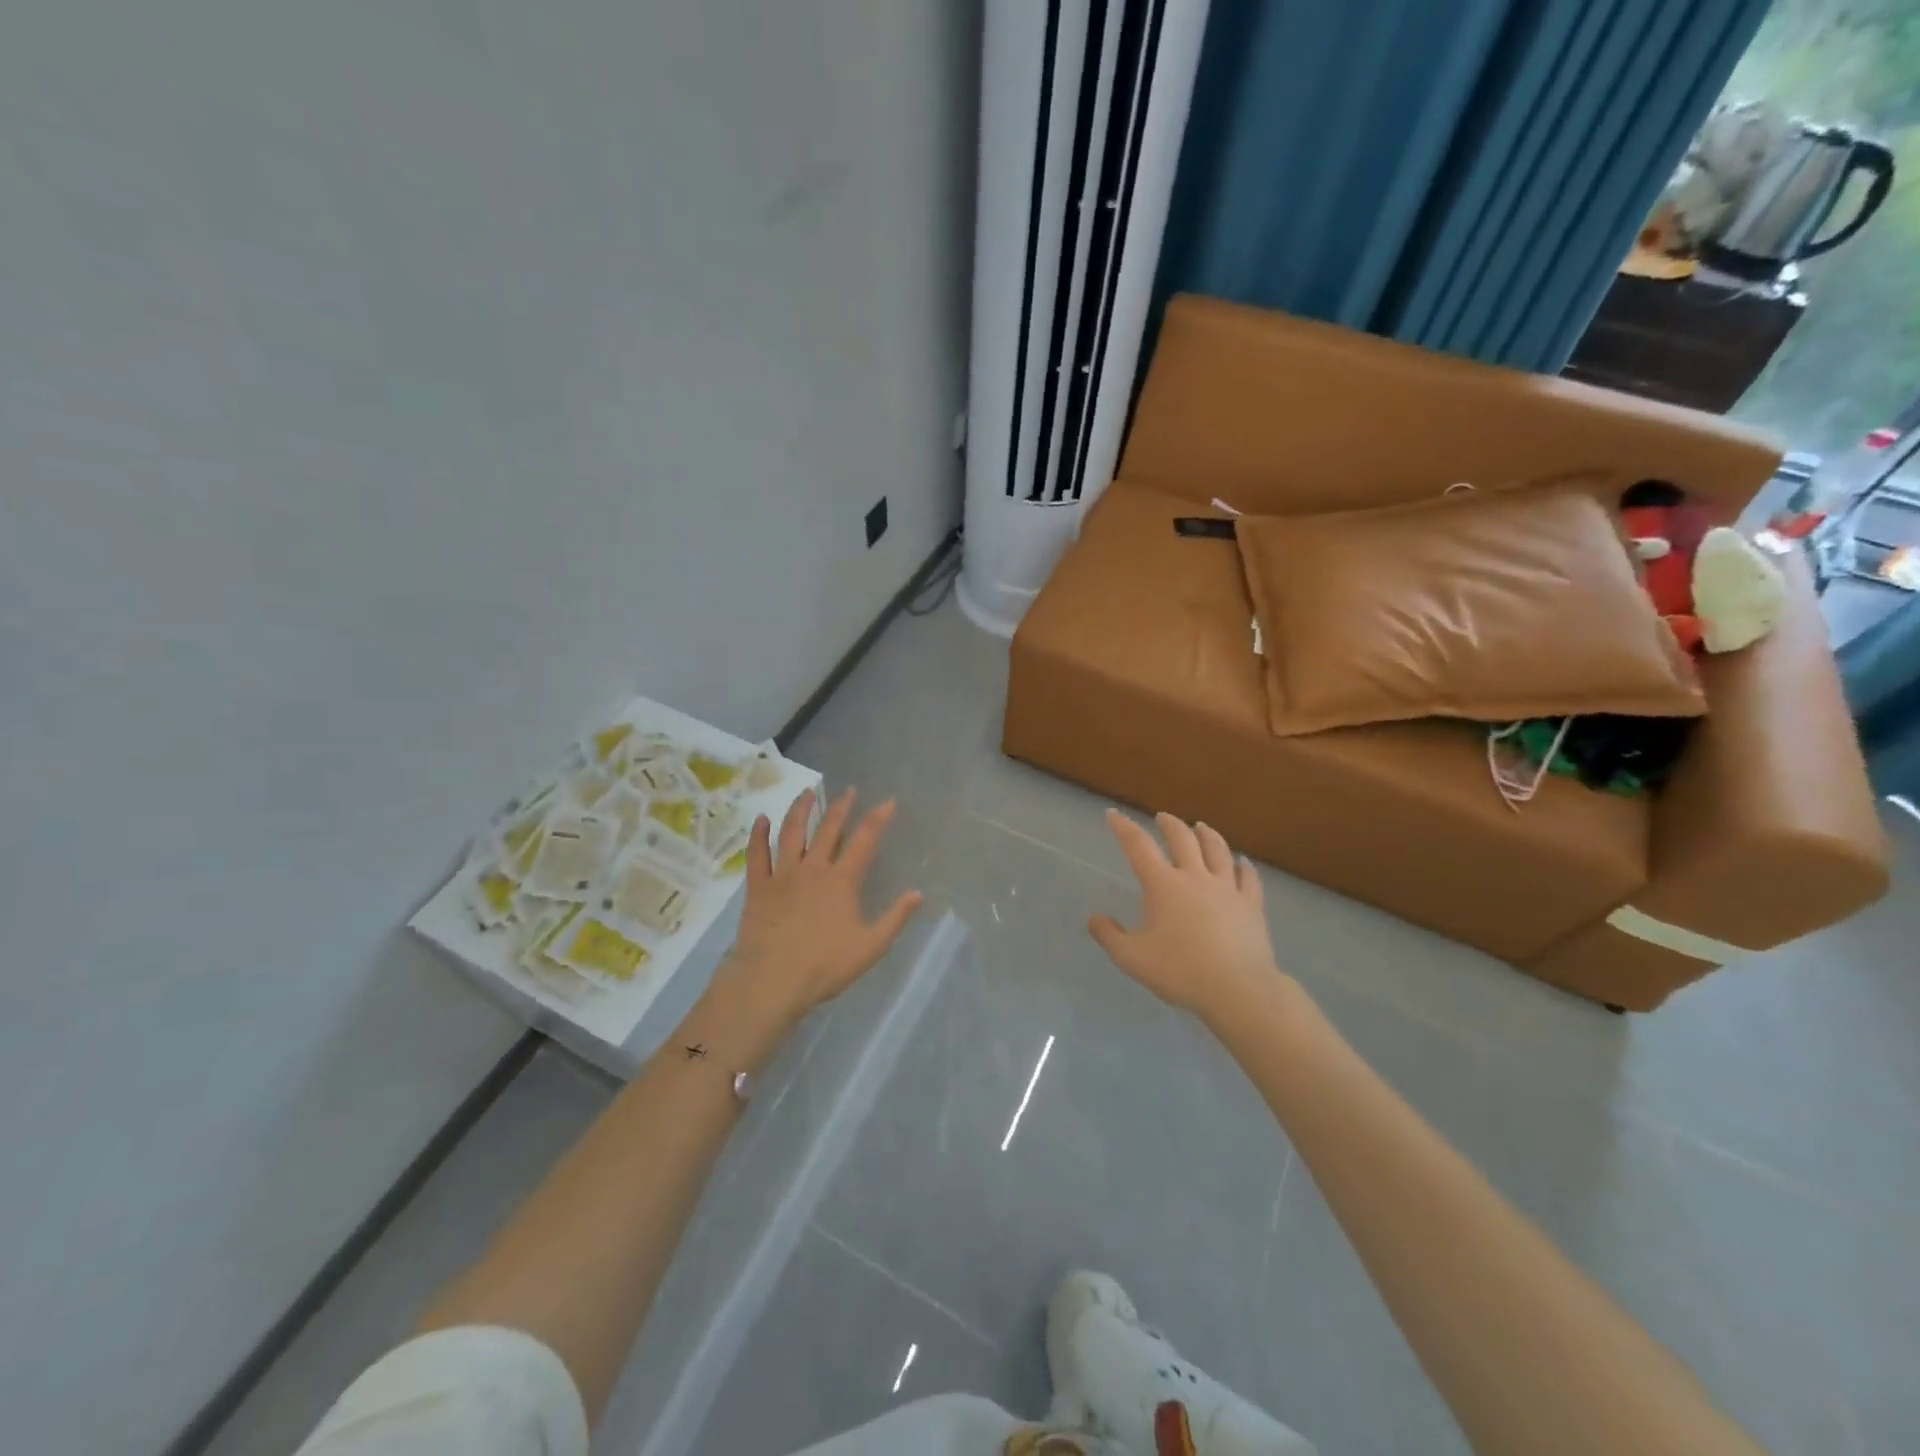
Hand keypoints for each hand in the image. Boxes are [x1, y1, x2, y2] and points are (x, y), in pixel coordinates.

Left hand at [718, 788, 923, 1031]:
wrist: (772, 980)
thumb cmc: (824, 966)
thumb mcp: (870, 947)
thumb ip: (895, 918)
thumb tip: (918, 894)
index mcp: (842, 880)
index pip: (865, 840)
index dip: (878, 818)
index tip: (888, 801)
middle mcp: (814, 868)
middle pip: (829, 829)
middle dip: (841, 806)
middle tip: (849, 791)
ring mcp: (783, 874)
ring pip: (792, 832)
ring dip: (801, 809)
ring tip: (808, 793)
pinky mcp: (758, 886)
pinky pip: (758, 854)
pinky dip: (759, 834)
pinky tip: (762, 819)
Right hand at [1088, 810, 1282, 1020]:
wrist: (1237, 989)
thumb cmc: (1179, 971)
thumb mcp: (1131, 958)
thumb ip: (1109, 936)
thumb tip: (1094, 919)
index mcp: (1163, 885)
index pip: (1138, 846)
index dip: (1123, 827)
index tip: (1113, 814)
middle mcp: (1195, 877)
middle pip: (1182, 838)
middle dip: (1169, 824)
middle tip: (1162, 817)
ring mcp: (1227, 889)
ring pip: (1218, 850)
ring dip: (1207, 834)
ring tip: (1201, 826)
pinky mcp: (1251, 905)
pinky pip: (1249, 878)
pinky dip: (1244, 867)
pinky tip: (1243, 863)